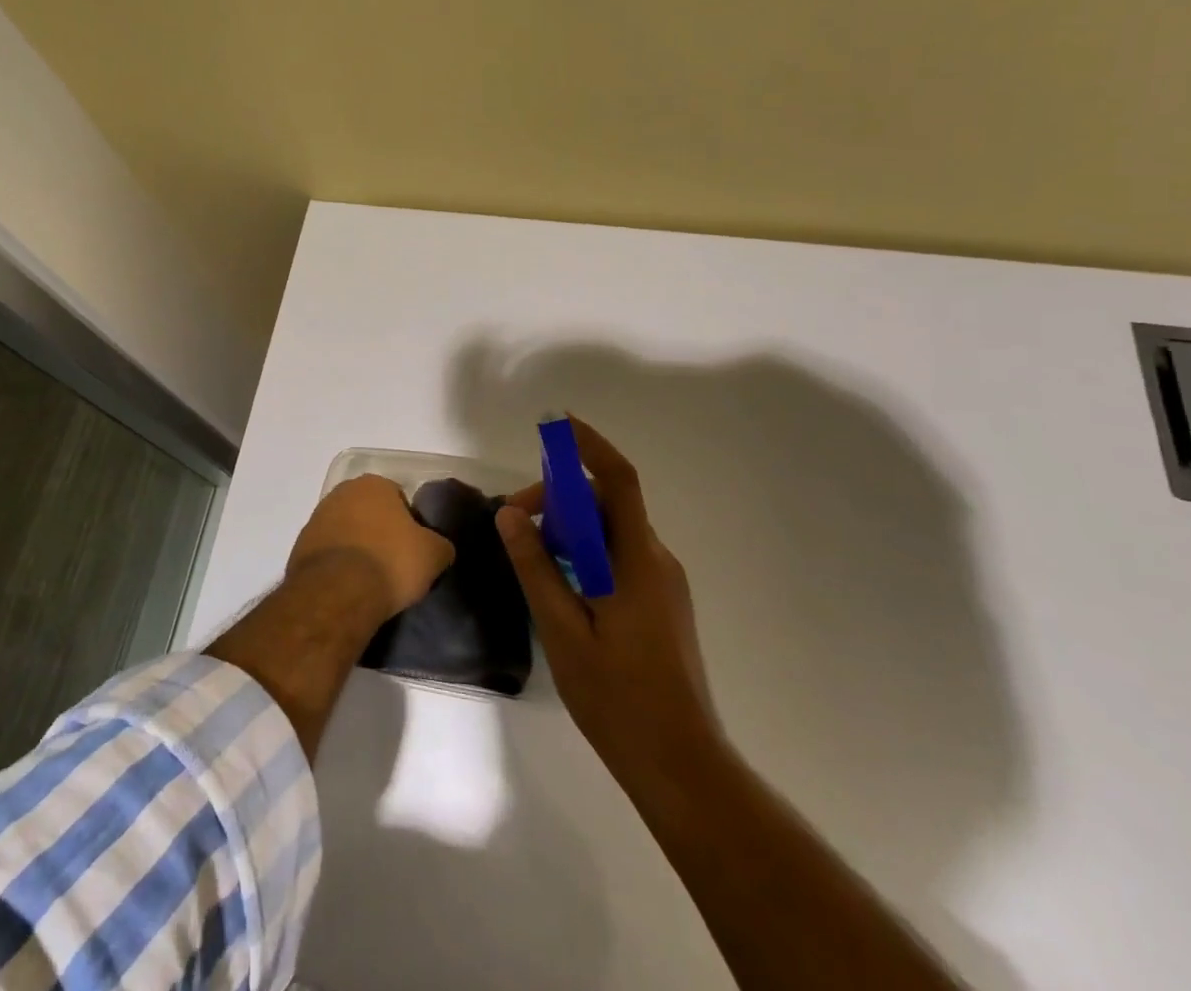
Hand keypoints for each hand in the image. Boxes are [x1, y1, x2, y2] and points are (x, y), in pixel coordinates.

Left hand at [289, 474, 454, 620]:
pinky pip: (328, 552)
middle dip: (380, 532)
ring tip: (371, 580)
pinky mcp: (300, 546)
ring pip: (347, 530)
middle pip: (369, 512)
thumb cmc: (390, 562)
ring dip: (357, 547)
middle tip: (394, 563)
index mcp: (374, 484)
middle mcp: (342, 492)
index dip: (409, 524)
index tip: (413, 549)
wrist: (337, 594)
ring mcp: (317, 518)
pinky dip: (338, 565)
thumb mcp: (433, 555)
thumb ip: (440, 545)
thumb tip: (439, 548)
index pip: (399, 498)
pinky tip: (349, 587)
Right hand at [497, 418, 718, 784]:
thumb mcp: (563, 631)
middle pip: (607, 505)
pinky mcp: (660, 604)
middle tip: (515, 524)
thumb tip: (510, 514)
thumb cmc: (618, 698)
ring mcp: (662, 584)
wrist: (681, 765)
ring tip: (530, 557)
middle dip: (559, 500)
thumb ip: (536, 568)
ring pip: (611, 533)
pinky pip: (618, 558)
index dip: (588, 445)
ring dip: (570, 530)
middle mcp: (656, 561)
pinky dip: (585, 554)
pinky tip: (558, 585)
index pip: (617, 480)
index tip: (555, 425)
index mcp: (638, 560)